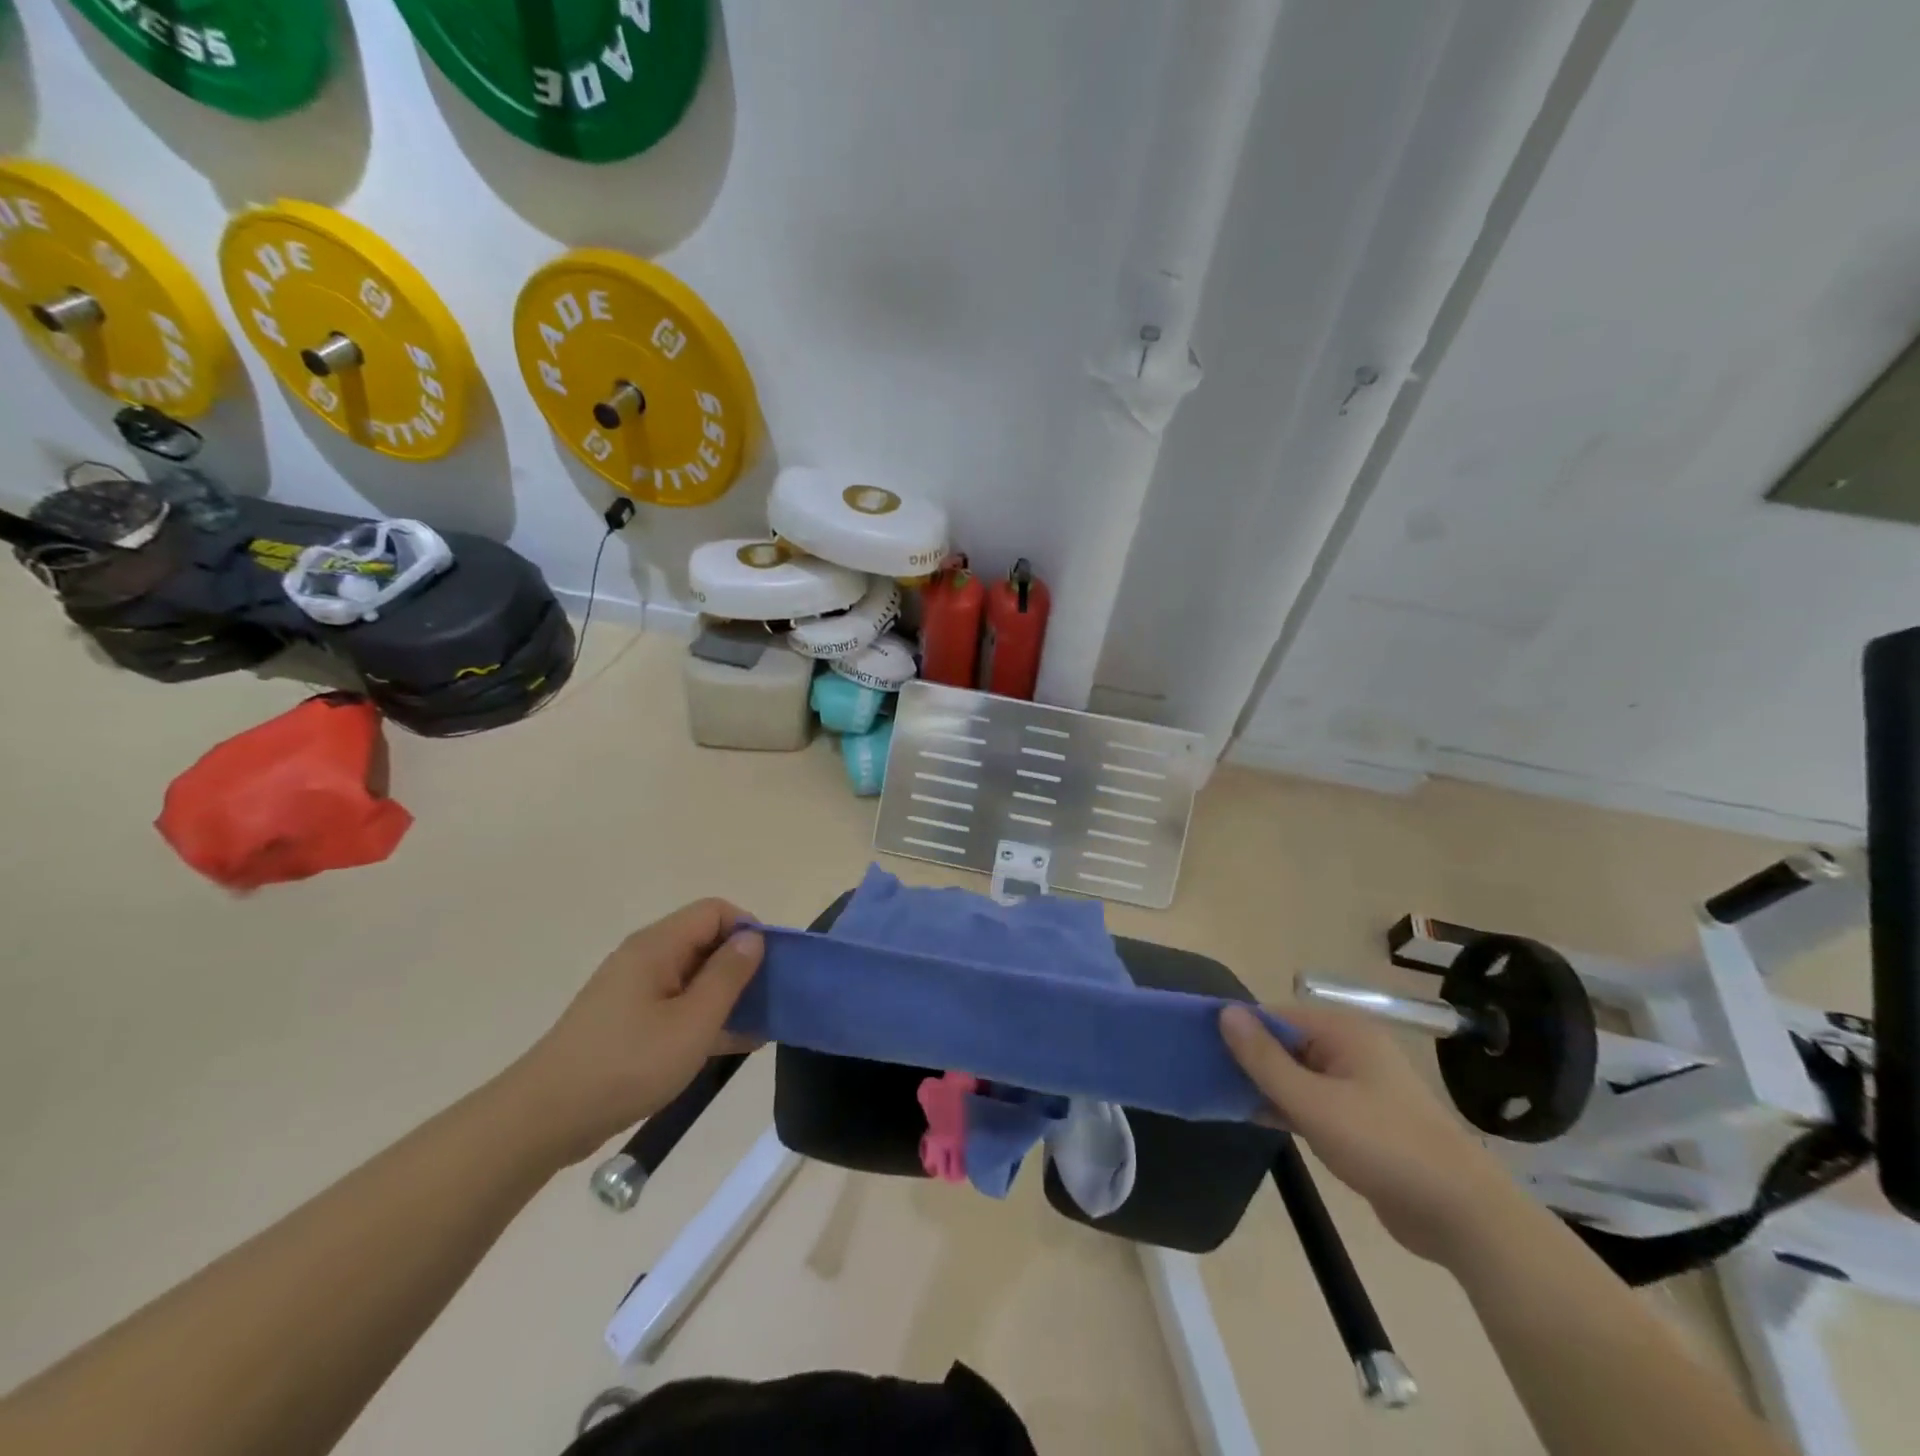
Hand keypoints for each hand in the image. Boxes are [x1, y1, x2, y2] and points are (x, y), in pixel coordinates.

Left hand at [511, 899, 764, 1163]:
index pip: (715, 911)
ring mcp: (635, 991)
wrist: (545, 1119)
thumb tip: (752, 938)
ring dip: (728, 996)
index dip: (748, 929)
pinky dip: (705, 1017)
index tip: (771, 967)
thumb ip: (728, 976)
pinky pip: (678, 1005)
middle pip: (706, 941)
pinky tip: (733, 1044)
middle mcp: (646, 958)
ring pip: (694, 977)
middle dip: (743, 966)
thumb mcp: (692, 1022)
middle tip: (770, 1000)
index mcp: (658, 946)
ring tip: (761, 1027)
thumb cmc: (627, 1064)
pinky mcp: (628, 1022)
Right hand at [1221, 1001, 1519, 1266]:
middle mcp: (1349, 1049)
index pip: (1275, 1016)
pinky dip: (1282, 1106)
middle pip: (1284, 1043)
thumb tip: (1225, 1012)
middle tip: (1203, 1074)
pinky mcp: (1358, 1120)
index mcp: (1343, 1031)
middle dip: (1247, 1058)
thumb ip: (1264, 1058)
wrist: (1461, 1215)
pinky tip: (1250, 1116)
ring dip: (1262, 1084)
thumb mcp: (1313, 1102)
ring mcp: (1355, 1085)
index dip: (1238, 1030)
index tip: (1200, 1047)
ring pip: (1294, 1074)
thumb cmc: (1383, 1145)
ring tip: (1216, 1094)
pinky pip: (1309, 1100)